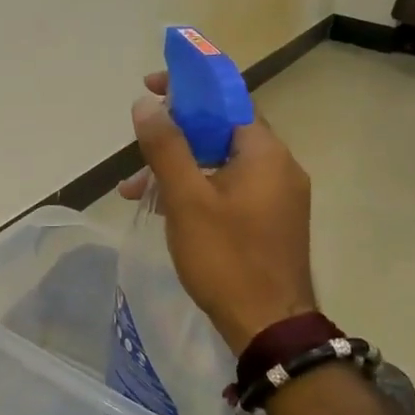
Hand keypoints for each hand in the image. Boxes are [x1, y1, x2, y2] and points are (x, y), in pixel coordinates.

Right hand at [121, 71, 317, 351]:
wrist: (270, 328)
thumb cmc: (227, 258)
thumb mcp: (186, 199)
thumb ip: (166, 147)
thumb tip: (146, 104)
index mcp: (266, 153)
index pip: (227, 98)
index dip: (189, 87)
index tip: (152, 86)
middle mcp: (279, 167)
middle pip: (222, 129)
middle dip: (175, 132)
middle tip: (139, 139)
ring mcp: (277, 196)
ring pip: (221, 162)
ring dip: (179, 166)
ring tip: (135, 188)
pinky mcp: (270, 220)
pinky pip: (229, 187)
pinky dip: (196, 188)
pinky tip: (163, 208)